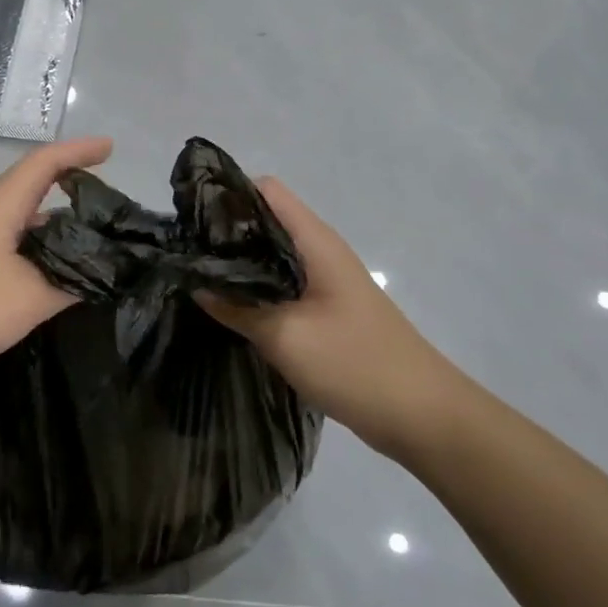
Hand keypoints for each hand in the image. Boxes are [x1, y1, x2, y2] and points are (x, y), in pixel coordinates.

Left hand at [0, 136, 113, 393]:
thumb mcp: (30, 297)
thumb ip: (70, 282)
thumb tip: (99, 274)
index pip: (45, 162)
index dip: (79, 151)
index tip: (112, 149)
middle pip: (33, 189)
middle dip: (72, 191)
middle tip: (110, 211)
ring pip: (21, 223)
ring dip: (54, 229)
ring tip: (92, 247)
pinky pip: (8, 248)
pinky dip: (36, 253)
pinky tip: (52, 279)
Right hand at [197, 177, 453, 443]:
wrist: (422, 415)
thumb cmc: (354, 364)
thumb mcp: (285, 336)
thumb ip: (237, 308)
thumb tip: (196, 284)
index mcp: (316, 242)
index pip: (267, 191)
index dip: (228, 193)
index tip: (190, 213)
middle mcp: (321, 252)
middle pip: (267, 221)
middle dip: (226, 230)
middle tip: (185, 250)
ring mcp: (326, 281)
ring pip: (273, 255)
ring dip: (240, 262)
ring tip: (198, 275)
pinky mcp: (326, 309)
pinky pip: (283, 284)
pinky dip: (256, 287)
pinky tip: (230, 306)